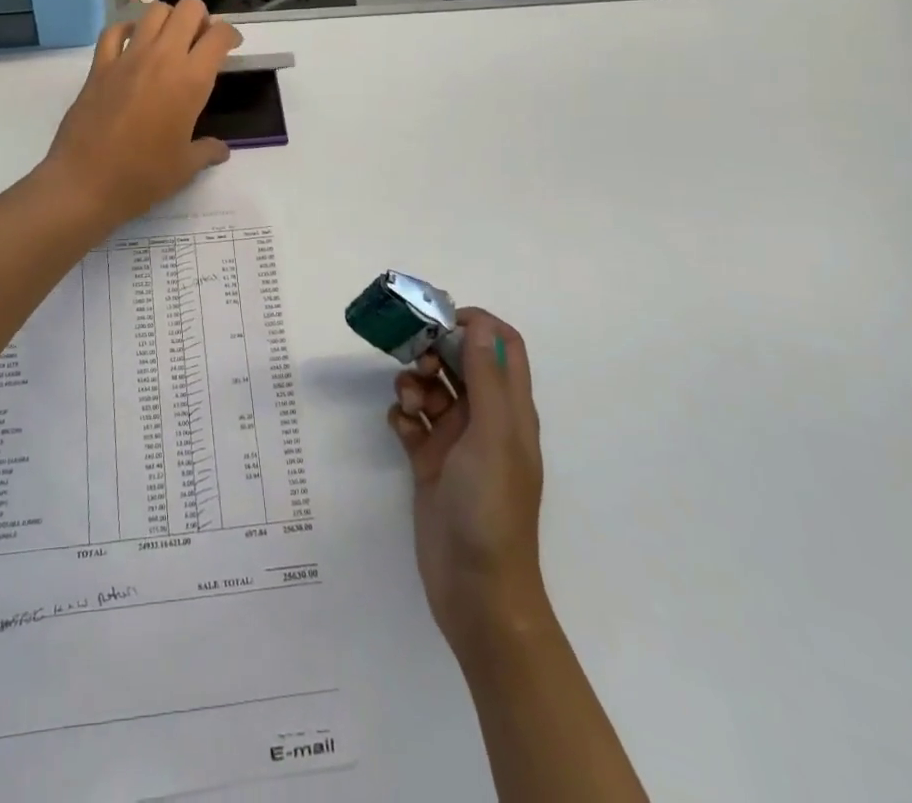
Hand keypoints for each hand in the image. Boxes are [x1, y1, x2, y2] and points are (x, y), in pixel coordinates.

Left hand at [40, 0, 242, 229]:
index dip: (231, 36)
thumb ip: (207, 151)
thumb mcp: (185, 167)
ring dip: (168, 19)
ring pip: (153, 11)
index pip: (219, 35)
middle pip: (188, 10)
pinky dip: (127, 29)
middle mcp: (162, 58)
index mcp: (191, 80)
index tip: (232, 48)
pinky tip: (132, 44)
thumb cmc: (143, 177)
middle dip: (202, 18)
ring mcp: (127, 58)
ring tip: (170, 41)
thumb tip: (220, 150)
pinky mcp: (99, 66)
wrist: (86, 183)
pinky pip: (114, 31)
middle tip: (201, 42)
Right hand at [389, 308, 551, 670]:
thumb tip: (480, 323)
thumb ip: (486, 378)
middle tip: (413, 361)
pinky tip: (401, 430)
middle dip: (433, 352)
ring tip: (407, 407)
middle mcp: (485, 417)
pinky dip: (402, 417)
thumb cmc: (492, 507)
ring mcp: (456, 440)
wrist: (475, 591)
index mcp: (510, 408)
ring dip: (414, 385)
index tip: (439, 321)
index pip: (501, 344)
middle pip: (459, 361)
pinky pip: (411, 421)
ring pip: (431, 388)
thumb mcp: (493, 435)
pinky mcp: (429, 461)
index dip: (475, 324)